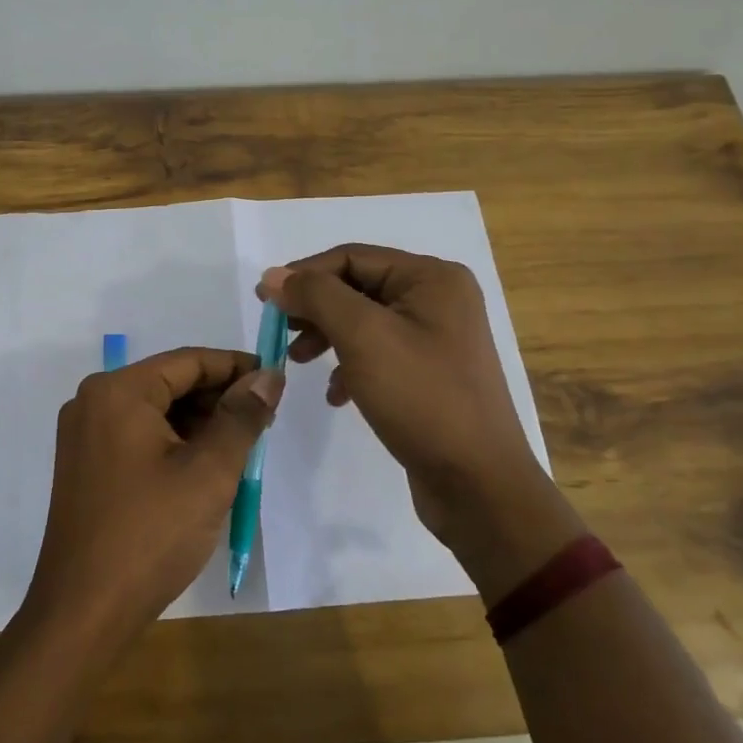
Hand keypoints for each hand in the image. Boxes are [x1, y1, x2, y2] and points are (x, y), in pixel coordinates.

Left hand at [21, 348, 282, 655]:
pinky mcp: (86, 464)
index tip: (276, 380)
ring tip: (242, 444)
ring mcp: (85, 434)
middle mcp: (94, 401)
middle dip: (218, 397)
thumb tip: (268, 377)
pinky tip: (205, 464)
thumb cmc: (150, 534)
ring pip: (155, 411)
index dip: (236, 366)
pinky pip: (138, 435)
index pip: (188, 361)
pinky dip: (174, 442)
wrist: (83, 612)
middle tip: (265, 418)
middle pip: (169, 383)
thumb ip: (241, 417)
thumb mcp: (208, 472)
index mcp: (118, 391)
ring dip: (199, 421)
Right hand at [259, 245, 534, 541]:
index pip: (351, 257)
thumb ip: (316, 296)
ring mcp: (437, 338)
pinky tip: (335, 395)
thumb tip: (273, 275)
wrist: (479, 485)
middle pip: (357, 287)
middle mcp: (439, 299)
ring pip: (364, 322)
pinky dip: (349, 366)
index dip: (303, 274)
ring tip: (298, 362)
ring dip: (327, 337)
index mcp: (432, 278)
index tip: (264, 301)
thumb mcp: (363, 337)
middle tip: (279, 332)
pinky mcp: (430, 374)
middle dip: (314, 308)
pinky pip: (378, 354)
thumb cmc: (422, 399)